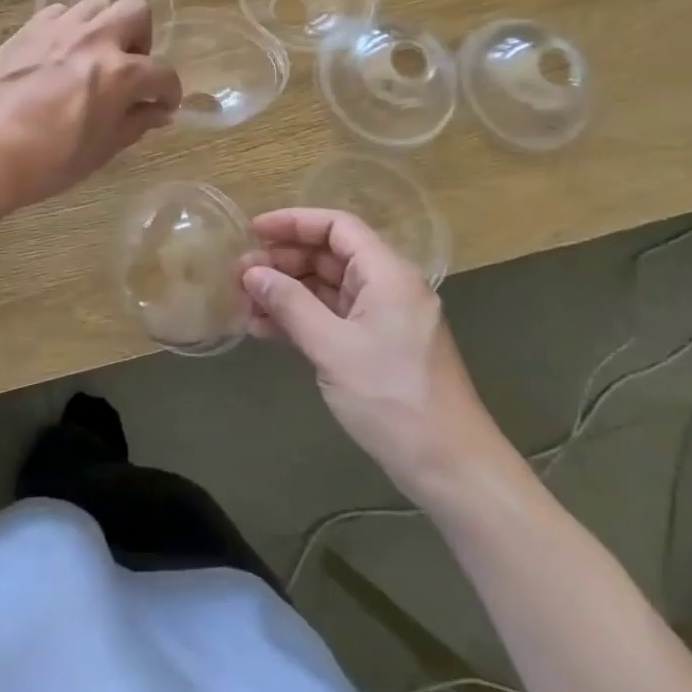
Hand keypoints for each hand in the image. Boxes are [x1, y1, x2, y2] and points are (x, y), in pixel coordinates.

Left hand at [0, 0, 179, 219]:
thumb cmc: (47, 162)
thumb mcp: (101, 150)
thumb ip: (135, 123)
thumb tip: (158, 112)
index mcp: (120, 73)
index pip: (163, 73)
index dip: (169, 91)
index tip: (163, 104)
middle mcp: (94, 39)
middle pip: (137, 10)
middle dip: (143, 37)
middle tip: (130, 67)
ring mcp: (58, 29)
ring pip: (97, 5)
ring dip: (105, 27)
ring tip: (93, 57)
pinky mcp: (27, 29)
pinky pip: (60, 13)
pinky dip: (70, 28)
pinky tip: (60, 54)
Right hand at [241, 209, 502, 501]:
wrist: (452, 469)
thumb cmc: (392, 398)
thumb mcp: (333, 348)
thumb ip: (290, 304)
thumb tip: (251, 272)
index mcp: (387, 274)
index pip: (337, 226)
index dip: (293, 222)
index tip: (253, 231)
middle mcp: (388, 287)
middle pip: (330, 255)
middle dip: (283, 261)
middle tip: (240, 275)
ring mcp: (384, 319)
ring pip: (328, 289)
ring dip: (287, 292)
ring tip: (245, 304)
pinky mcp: (378, 347)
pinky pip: (334, 318)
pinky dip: (301, 319)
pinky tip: (265, 330)